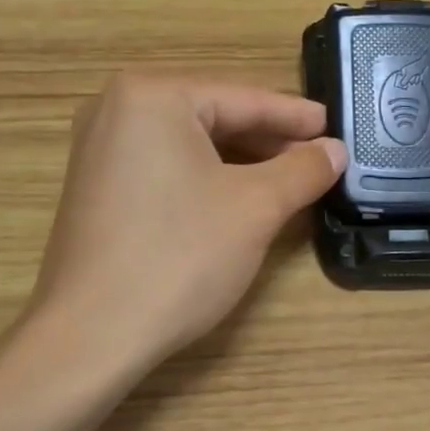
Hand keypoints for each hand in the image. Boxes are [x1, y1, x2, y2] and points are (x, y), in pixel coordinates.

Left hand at [31, 73, 345, 370]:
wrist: (93, 335)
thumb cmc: (180, 256)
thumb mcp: (256, 207)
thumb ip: (302, 169)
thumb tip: (335, 150)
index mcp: (152, 95)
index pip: (242, 98)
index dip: (296, 116)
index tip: (335, 127)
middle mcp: (117, 109)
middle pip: (214, 116)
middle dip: (269, 140)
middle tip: (319, 156)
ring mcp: (100, 149)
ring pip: (191, 145)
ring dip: (242, 161)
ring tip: (290, 178)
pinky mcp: (97, 187)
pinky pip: (167, 167)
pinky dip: (208, 178)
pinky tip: (241, 197)